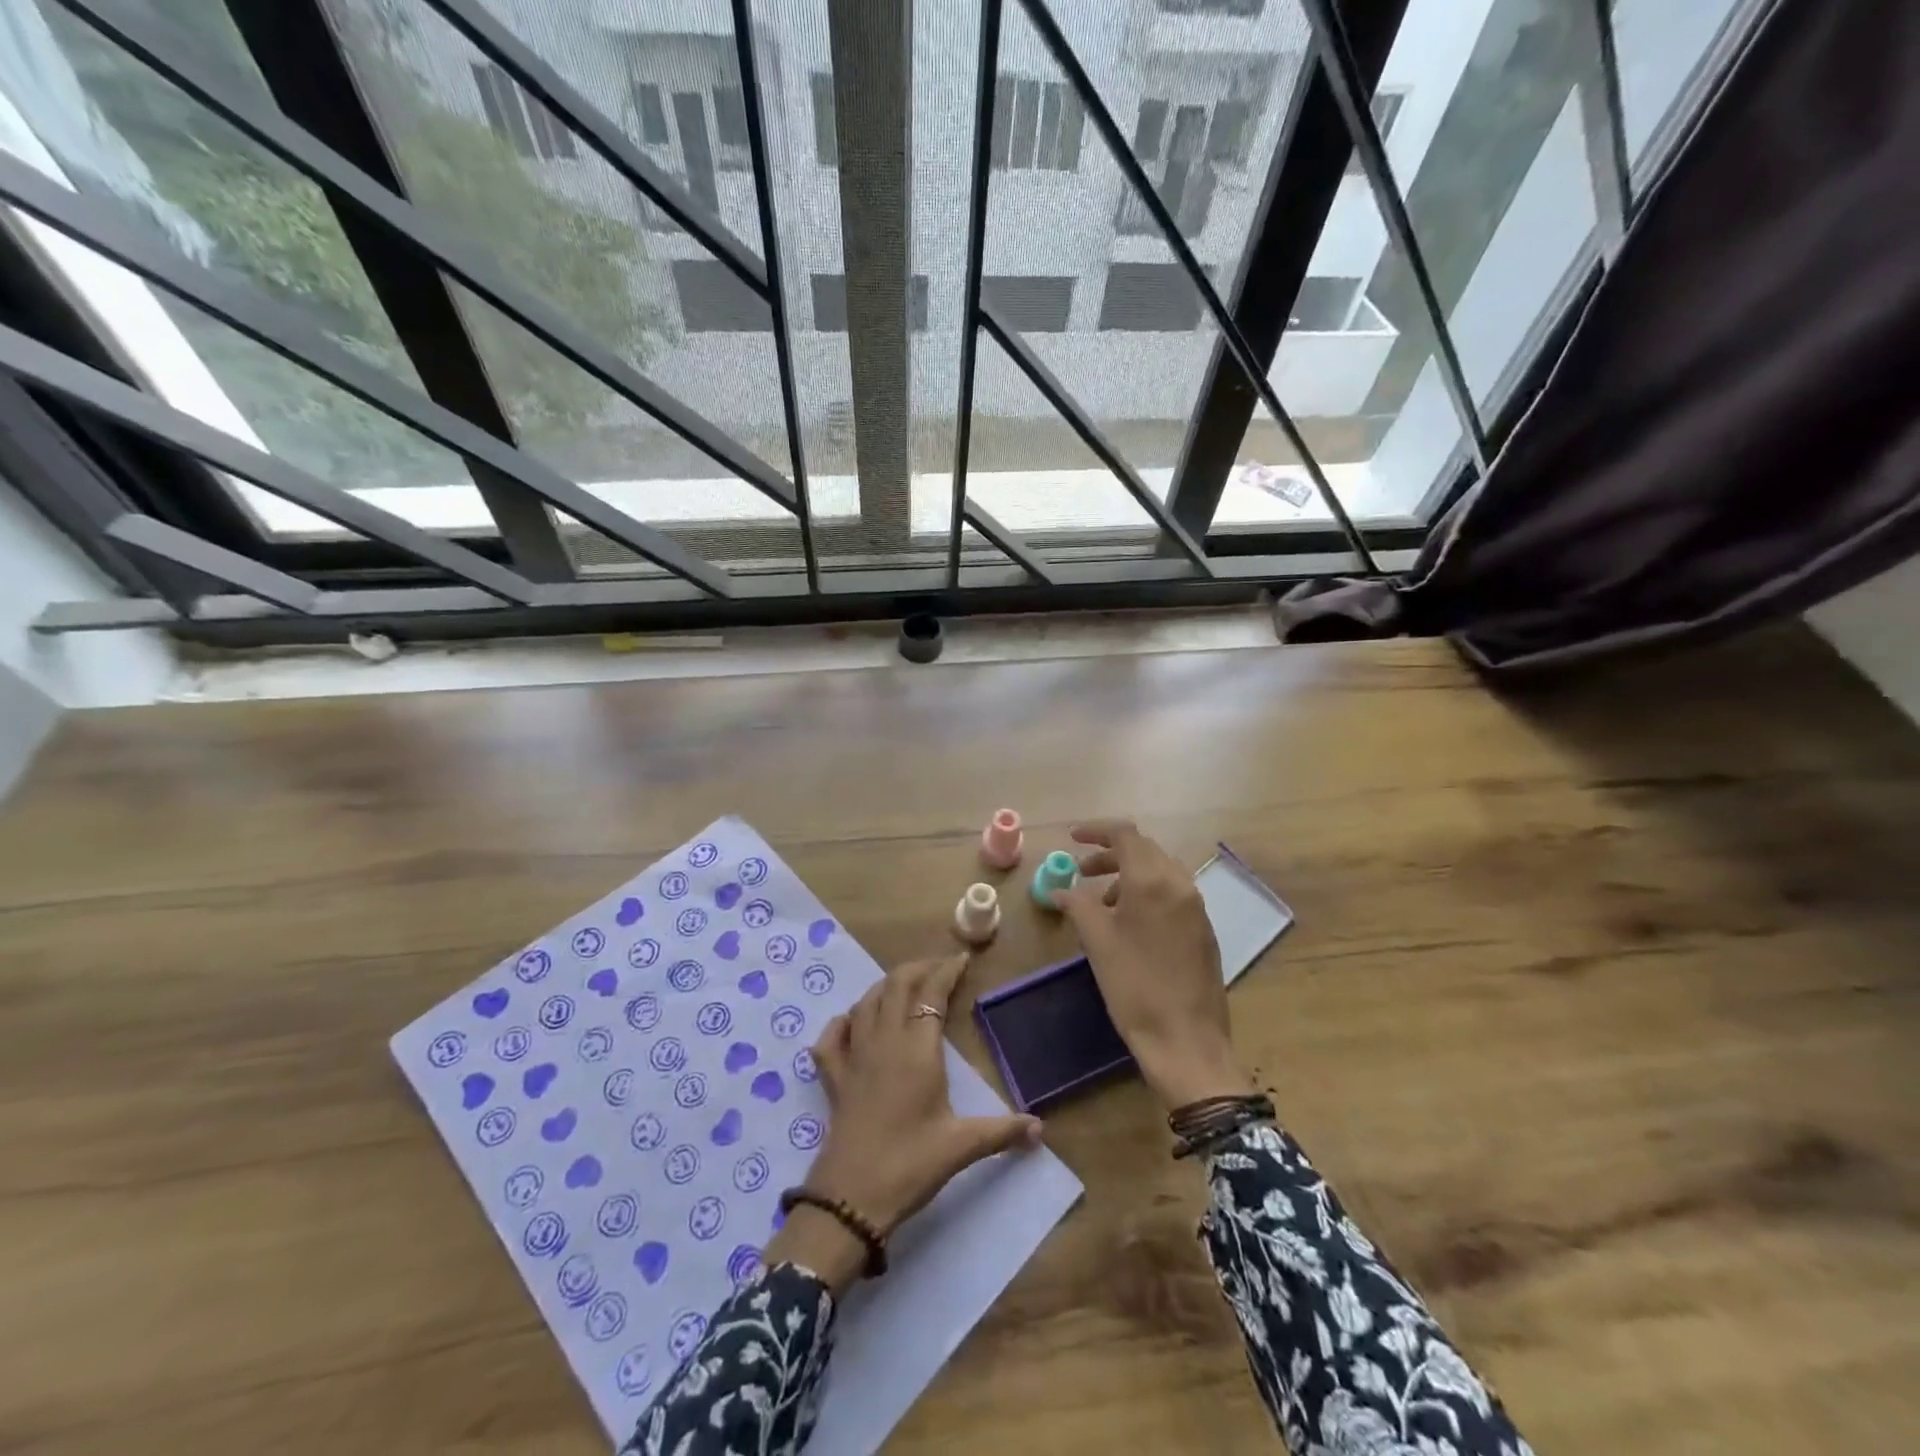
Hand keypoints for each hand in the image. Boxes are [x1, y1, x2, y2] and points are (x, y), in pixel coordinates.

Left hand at [767, 952, 1041, 1291]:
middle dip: (919, 968)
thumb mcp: (961, 1147)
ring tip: (906, 985)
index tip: (963, 958)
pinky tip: (852, 1021)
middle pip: (896, 985)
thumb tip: (1041, 1129)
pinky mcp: (833, 1077)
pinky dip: (844, 1021)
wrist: (850, 1199)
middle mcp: (884, 1041)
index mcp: (916, 1050)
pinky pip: (832, 1036)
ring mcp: (854, 1056)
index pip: (931, 994)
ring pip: (867, 1002)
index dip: (946, 971)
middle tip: (940, 967)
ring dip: (887, 986)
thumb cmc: (910, 1165)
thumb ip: (1002, 1131)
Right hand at [1054, 820, 1255, 1109]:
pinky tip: (1129, 923)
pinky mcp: (1203, 929)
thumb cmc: (1135, 986)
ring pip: (1159, 871)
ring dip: (1128, 875)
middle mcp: (1180, 884)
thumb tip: (1060, 890)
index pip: (1125, 835)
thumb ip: (1077, 905)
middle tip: (1081, 872)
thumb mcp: (1097, 942)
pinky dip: (1146, 893)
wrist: (1186, 1041)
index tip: (1072, 839)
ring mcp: (1196, 907)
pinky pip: (1172, 893)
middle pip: (1144, 850)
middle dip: (1110, 854)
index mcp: (1153, 880)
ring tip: (1102, 902)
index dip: (1096, 831)